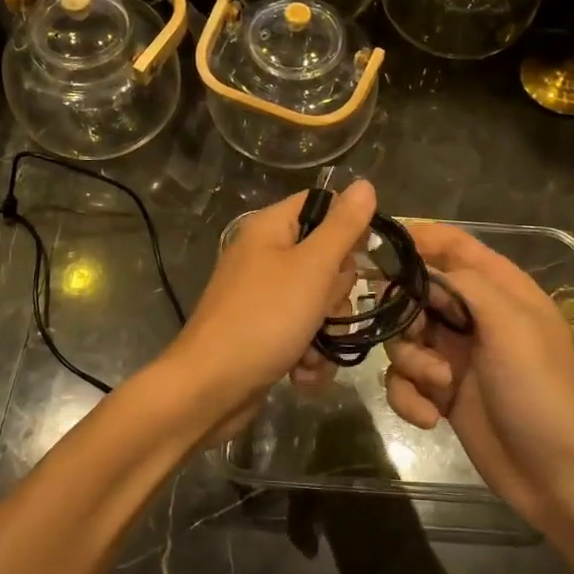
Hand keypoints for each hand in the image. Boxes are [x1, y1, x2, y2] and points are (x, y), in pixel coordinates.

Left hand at [163, 180, 376, 442]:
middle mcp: (264, 256)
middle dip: (336, 294)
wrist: (209, 389)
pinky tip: (302, 374)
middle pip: (325, 258)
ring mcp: (262, 296)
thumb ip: (343, 227)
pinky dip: (307, 354)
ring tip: (311, 353)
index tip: (363, 257)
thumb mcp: (312, 268)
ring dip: (325, 332)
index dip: (347, 227)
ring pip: (318, 301)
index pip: (320, 205)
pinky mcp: (262, 331)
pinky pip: (301, 332)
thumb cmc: (264, 319)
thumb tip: (365, 184)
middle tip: (325, 309)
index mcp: (269, 229)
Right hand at [384, 223, 573, 533]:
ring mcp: (454, 355)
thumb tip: (423, 271)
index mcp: (500, 290)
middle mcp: (473, 316)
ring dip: (410, 361)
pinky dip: (408, 397)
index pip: (454, 245)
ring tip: (438, 384)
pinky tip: (430, 418)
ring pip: (402, 338)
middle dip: (405, 312)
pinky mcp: (439, 392)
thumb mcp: (512, 324)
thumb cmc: (540, 389)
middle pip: (416, 292)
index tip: (379, 244)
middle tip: (415, 332)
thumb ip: (466, 284)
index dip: (419, 238)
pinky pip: (402, 380)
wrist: (557, 475)